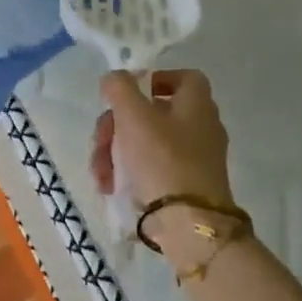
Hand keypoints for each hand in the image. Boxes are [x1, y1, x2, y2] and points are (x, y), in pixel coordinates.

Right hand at [90, 69, 234, 208]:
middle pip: (152, 112)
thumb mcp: (133, 115)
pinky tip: (110, 187)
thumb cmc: (162, 159)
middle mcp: (201, 127)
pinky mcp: (185, 184)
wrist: (188, 223)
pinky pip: (152, 168)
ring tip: (100, 173)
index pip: (182, 77)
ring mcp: (195, 158)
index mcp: (197, 104)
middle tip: (101, 140)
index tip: (126, 94)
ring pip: (146, 142)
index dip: (153, 79)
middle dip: (117, 125)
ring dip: (115, 153)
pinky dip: (130, 173)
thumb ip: (119, 87)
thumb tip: (114, 78)